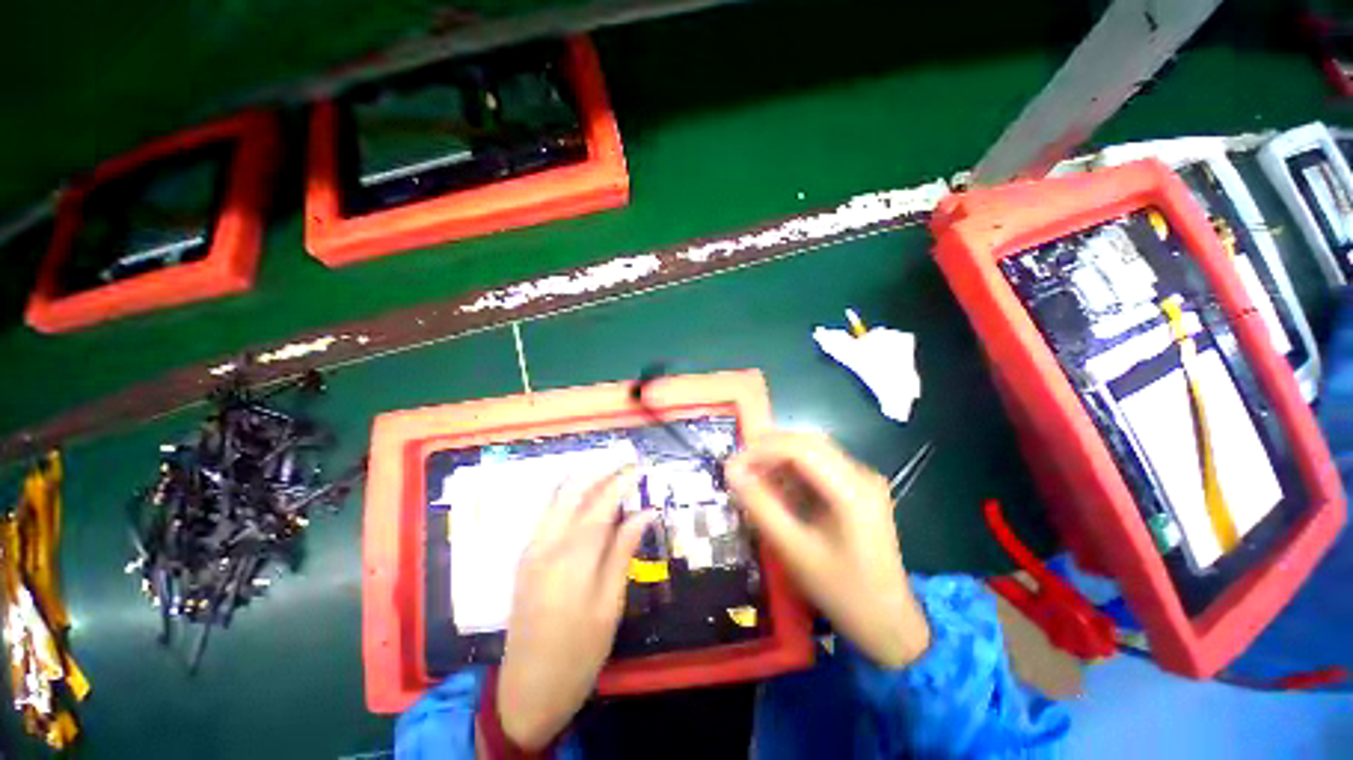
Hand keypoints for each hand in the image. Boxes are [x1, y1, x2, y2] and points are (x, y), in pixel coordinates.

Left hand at [494, 467, 653, 750]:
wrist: (527, 690)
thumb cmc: (579, 652)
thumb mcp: (610, 605)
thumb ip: (623, 551)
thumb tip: (645, 513)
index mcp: (572, 557)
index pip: (601, 503)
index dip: (622, 481)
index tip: (639, 467)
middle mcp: (547, 543)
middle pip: (573, 490)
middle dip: (600, 469)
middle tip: (625, 461)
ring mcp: (531, 548)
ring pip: (556, 496)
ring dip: (584, 477)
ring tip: (609, 469)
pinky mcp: (526, 556)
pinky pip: (548, 511)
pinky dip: (569, 494)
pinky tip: (585, 494)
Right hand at [726, 432, 929, 667]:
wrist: (889, 623)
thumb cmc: (842, 592)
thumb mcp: (795, 551)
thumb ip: (761, 507)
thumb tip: (732, 472)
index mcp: (853, 490)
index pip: (801, 448)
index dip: (762, 449)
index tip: (733, 466)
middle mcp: (861, 474)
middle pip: (807, 443)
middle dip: (768, 450)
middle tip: (739, 469)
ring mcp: (862, 480)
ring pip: (812, 451)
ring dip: (778, 458)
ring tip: (752, 477)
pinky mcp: (857, 489)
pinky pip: (818, 466)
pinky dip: (791, 471)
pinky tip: (775, 487)